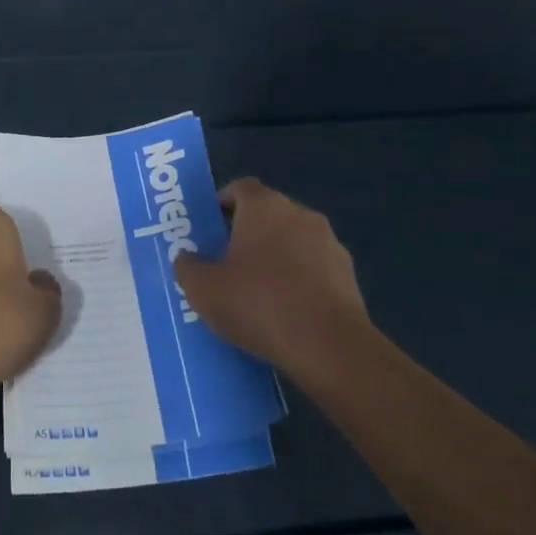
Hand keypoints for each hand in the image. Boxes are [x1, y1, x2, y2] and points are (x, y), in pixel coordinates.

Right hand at [173, 178, 370, 375]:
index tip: (208, 228)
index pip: (240, 187)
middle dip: (245, 233)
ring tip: (255, 293)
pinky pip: (313, 269)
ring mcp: (329, 243)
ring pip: (292, 242)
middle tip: (224, 263)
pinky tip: (284, 313)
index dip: (221, 202)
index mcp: (264, 207)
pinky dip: (298, 281)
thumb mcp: (203, 290)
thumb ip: (187, 267)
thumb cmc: (258, 305)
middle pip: (267, 214)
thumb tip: (187, 258)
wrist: (328, 347)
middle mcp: (300, 214)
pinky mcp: (348, 275)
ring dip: (275, 258)